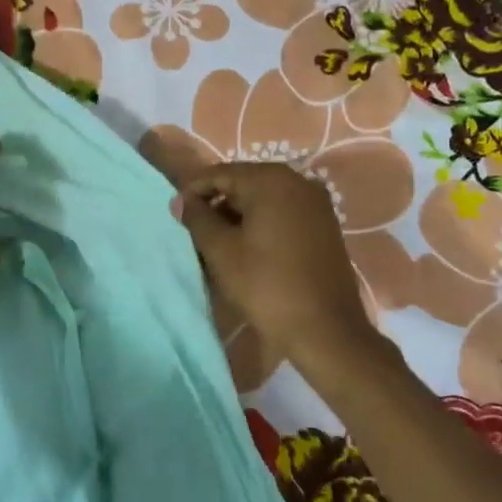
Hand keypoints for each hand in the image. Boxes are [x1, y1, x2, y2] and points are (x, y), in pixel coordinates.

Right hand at [176, 162, 379, 364]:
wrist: (324, 329)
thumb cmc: (266, 285)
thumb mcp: (221, 251)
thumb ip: (198, 219)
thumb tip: (181, 201)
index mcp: (272, 180)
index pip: (221, 173)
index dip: (194, 191)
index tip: (176, 213)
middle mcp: (298, 181)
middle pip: (245, 182)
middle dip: (217, 203)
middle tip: (195, 231)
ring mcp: (316, 203)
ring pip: (265, 199)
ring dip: (238, 215)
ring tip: (217, 243)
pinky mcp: (325, 225)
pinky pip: (284, 213)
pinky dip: (262, 223)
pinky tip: (248, 248)